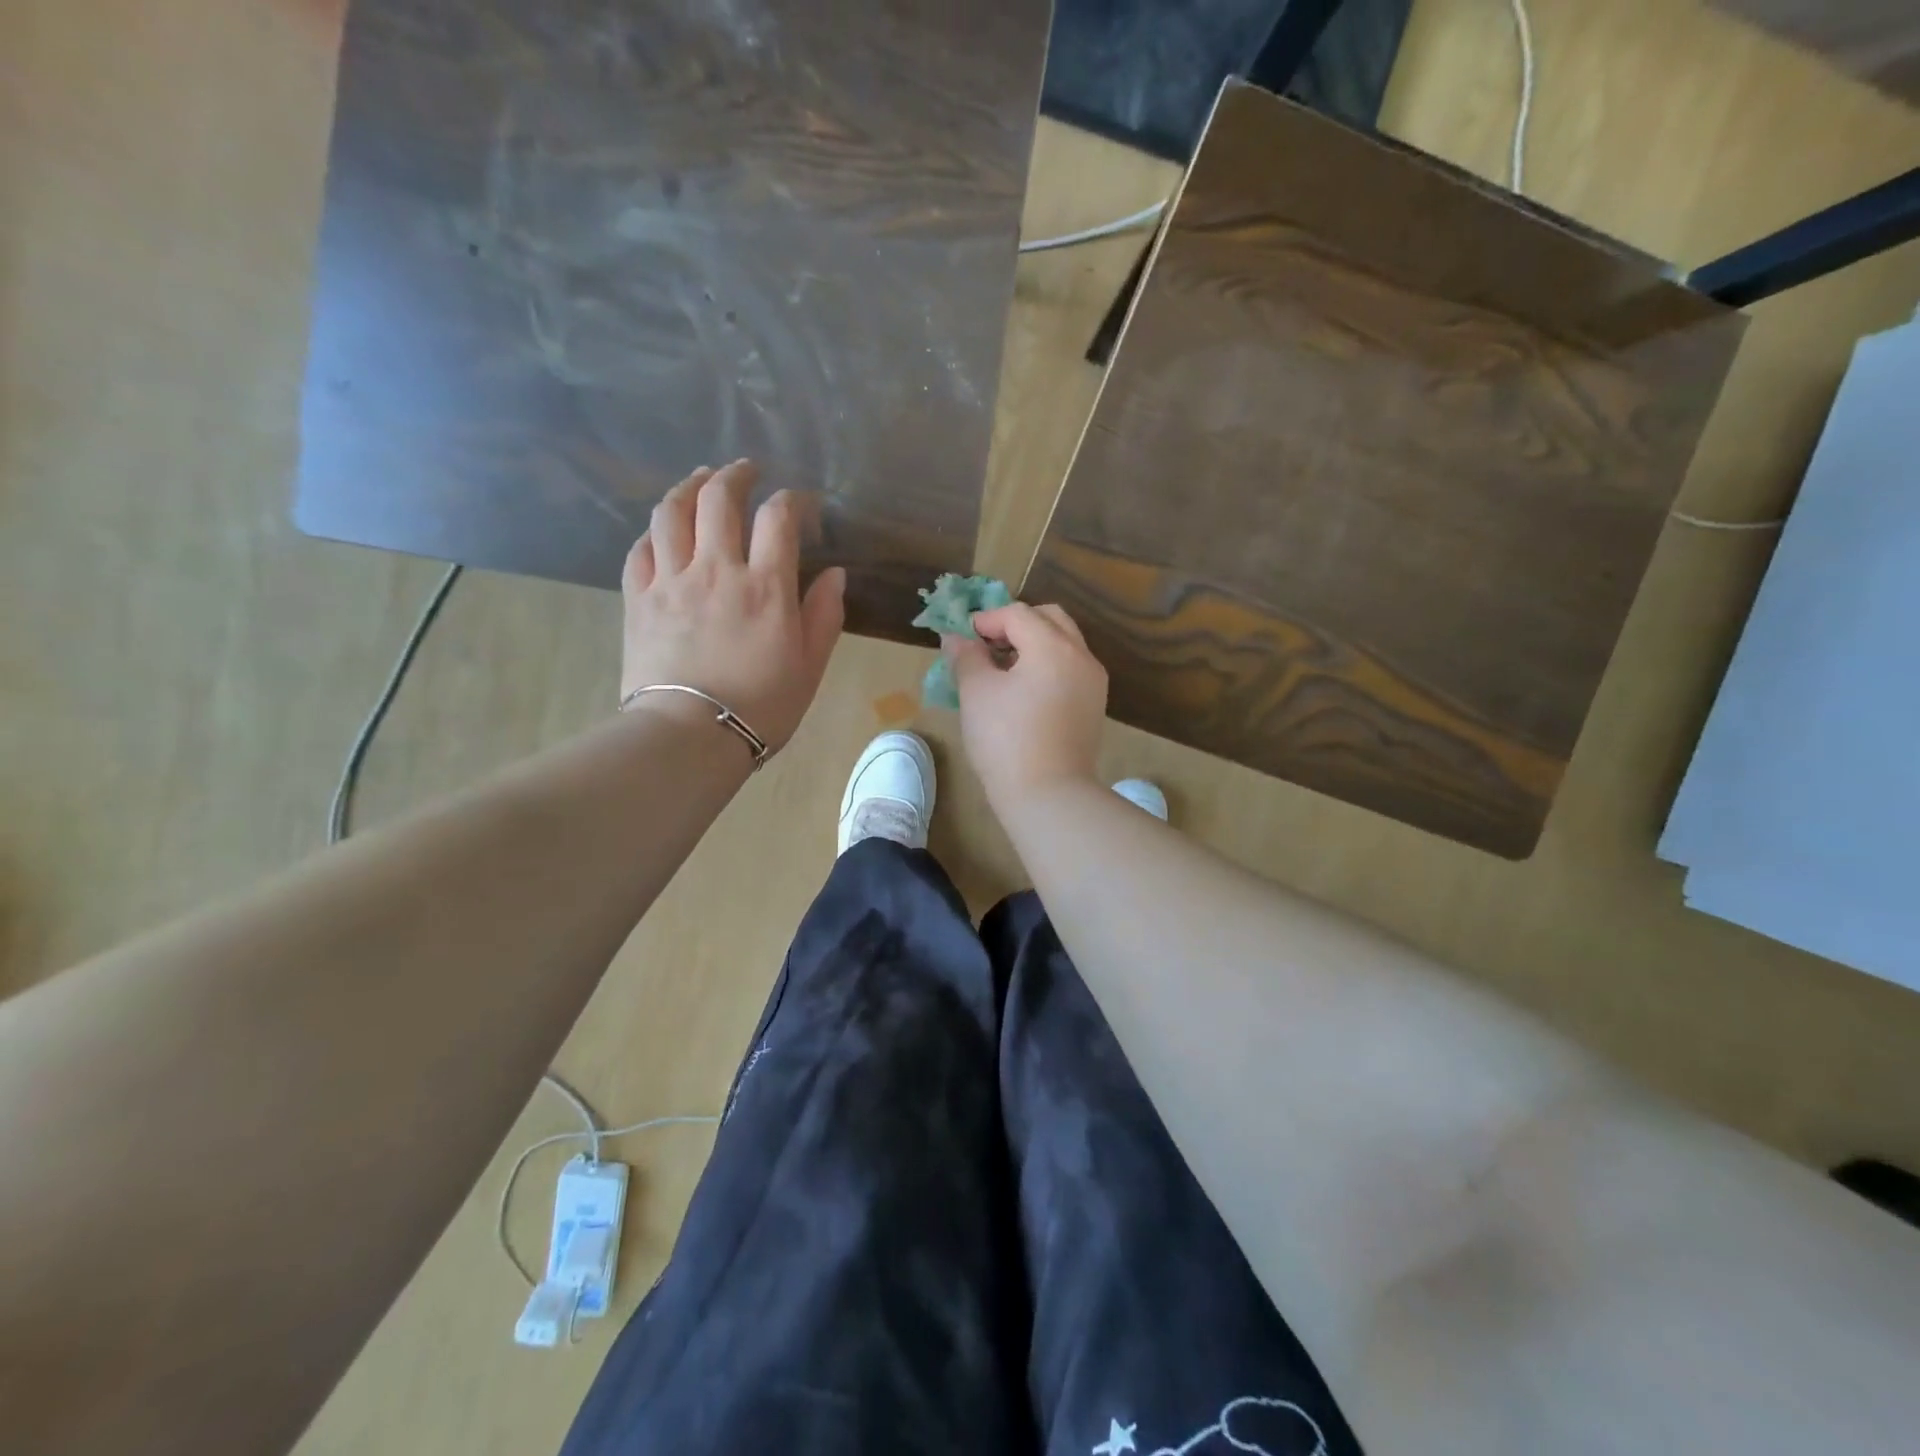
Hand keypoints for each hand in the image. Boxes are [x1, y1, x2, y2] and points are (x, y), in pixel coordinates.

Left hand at [622, 460, 844, 752]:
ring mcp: (671, 581)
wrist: (690, 736)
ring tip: (700, 481)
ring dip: (689, 487)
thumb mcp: (809, 666)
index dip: (791, 500)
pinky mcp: (638, 600)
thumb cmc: (762, 707)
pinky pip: (641, 549)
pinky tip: (664, 531)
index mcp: (765, 587)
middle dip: (735, 475)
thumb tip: (835, 574)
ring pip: (672, 512)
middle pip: (719, 499)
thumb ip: (824, 615)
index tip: (799, 505)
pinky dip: (655, 531)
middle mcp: (716, 570)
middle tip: (745, 472)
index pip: (778, 518)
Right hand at [945, 602, 1108, 807]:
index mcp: (1053, 646)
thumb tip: (956, 638)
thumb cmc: (1005, 739)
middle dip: (1016, 624)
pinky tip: (1023, 691)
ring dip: (1033, 644)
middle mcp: (1081, 656)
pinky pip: (1070, 669)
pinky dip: (1047, 666)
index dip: (987, 619)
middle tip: (987, 644)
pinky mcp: (1094, 706)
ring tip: (1002, 668)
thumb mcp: (976, 693)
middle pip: (1050, 619)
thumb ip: (966, 657)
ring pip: (1064, 644)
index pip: (1018, 614)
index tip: (963, 638)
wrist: (1048, 794)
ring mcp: (1093, 682)